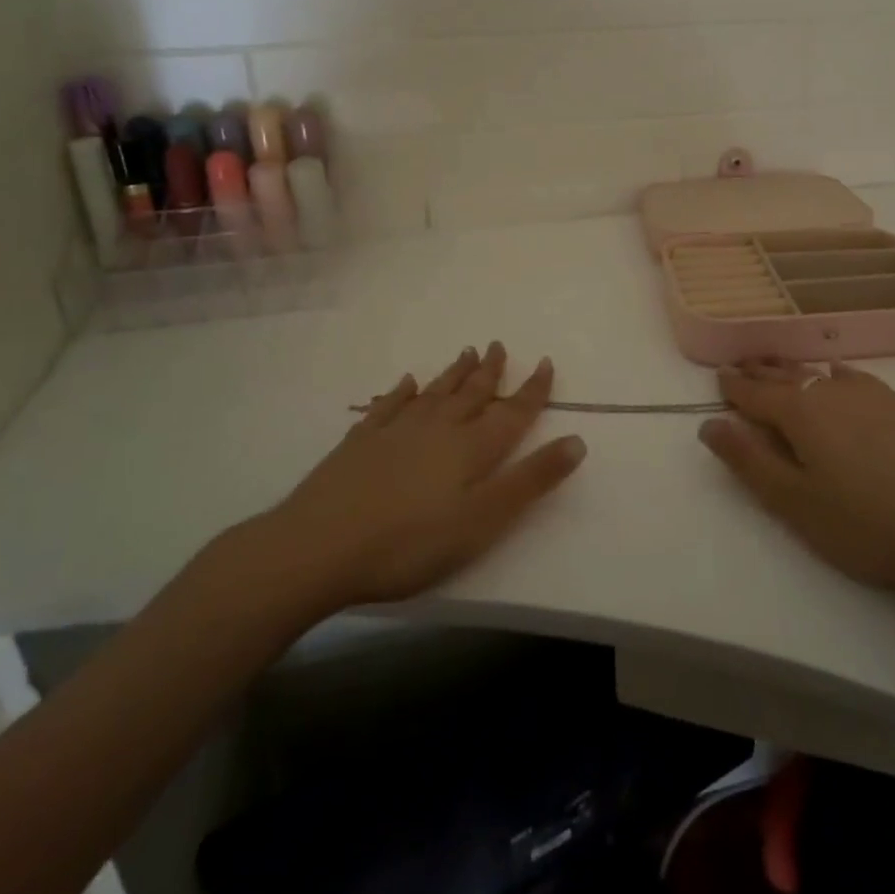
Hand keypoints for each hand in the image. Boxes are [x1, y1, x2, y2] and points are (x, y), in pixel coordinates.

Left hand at [235, 343, 585, 621]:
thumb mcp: (482, 521)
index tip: (545, 362)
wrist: (316, 548)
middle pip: (471, 394)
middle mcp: (437, 429)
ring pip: (434, 394)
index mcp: (470, 449)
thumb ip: (531, 481)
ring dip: (453, 374)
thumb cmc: (409, 543)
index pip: (512, 412)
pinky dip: (400, 392)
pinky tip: (405, 383)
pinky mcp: (359, 444)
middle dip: (490, 371)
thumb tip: (578, 439)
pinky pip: (387, 407)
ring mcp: (395, 432)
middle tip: (499, 345)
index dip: (532, 389)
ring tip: (467, 352)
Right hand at [699, 360, 894, 597]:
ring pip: (817, 373)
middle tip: (740, 366)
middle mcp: (829, 390)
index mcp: (799, 411)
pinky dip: (832, 374)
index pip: (754, 392)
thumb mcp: (793, 501)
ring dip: (792, 371)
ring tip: (778, 369)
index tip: (717, 375)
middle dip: (759, 372)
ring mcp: (868, 394)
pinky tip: (835, 374)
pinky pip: (851, 377)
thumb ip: (748, 460)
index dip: (733, 386)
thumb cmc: (863, 523)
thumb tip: (709, 424)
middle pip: (784, 376)